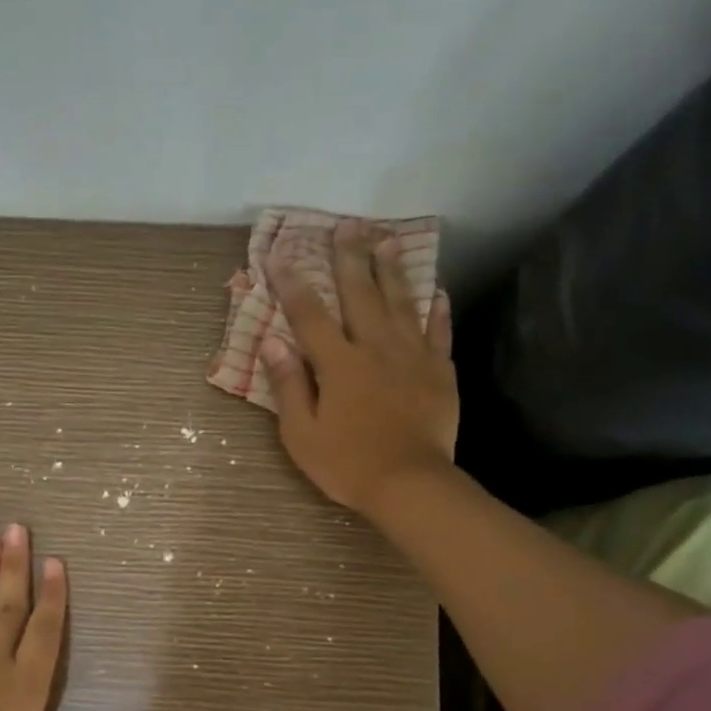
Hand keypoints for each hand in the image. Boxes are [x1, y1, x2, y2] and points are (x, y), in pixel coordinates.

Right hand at [260, 220, 457, 515]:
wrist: (410, 484)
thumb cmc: (347, 463)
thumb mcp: (301, 433)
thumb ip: (289, 384)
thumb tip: (271, 342)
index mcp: (339, 363)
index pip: (309, 315)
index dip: (292, 283)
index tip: (279, 254)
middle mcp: (375, 348)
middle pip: (360, 294)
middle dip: (350, 258)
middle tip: (347, 226)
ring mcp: (412, 356)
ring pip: (401, 302)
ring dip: (392, 269)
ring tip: (386, 240)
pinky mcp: (439, 371)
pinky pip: (438, 332)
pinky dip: (436, 310)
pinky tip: (436, 292)